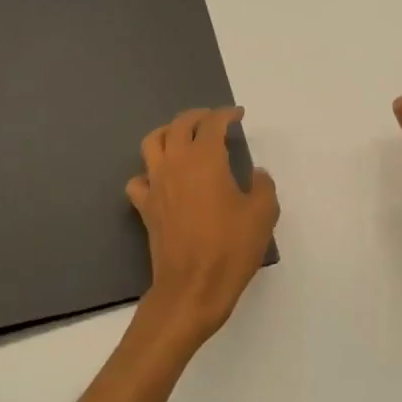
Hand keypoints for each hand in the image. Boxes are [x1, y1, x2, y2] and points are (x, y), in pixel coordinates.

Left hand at [127, 107, 278, 349]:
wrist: (192, 287)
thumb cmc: (230, 248)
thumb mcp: (262, 214)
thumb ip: (262, 186)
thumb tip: (257, 174)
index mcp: (205, 158)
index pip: (213, 123)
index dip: (226, 114)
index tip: (238, 115)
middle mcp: (175, 163)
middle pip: (179, 125)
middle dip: (197, 117)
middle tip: (213, 120)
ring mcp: (156, 184)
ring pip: (151, 142)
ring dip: (167, 133)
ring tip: (182, 138)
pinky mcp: (145, 207)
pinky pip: (138, 179)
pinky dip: (148, 172)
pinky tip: (161, 179)